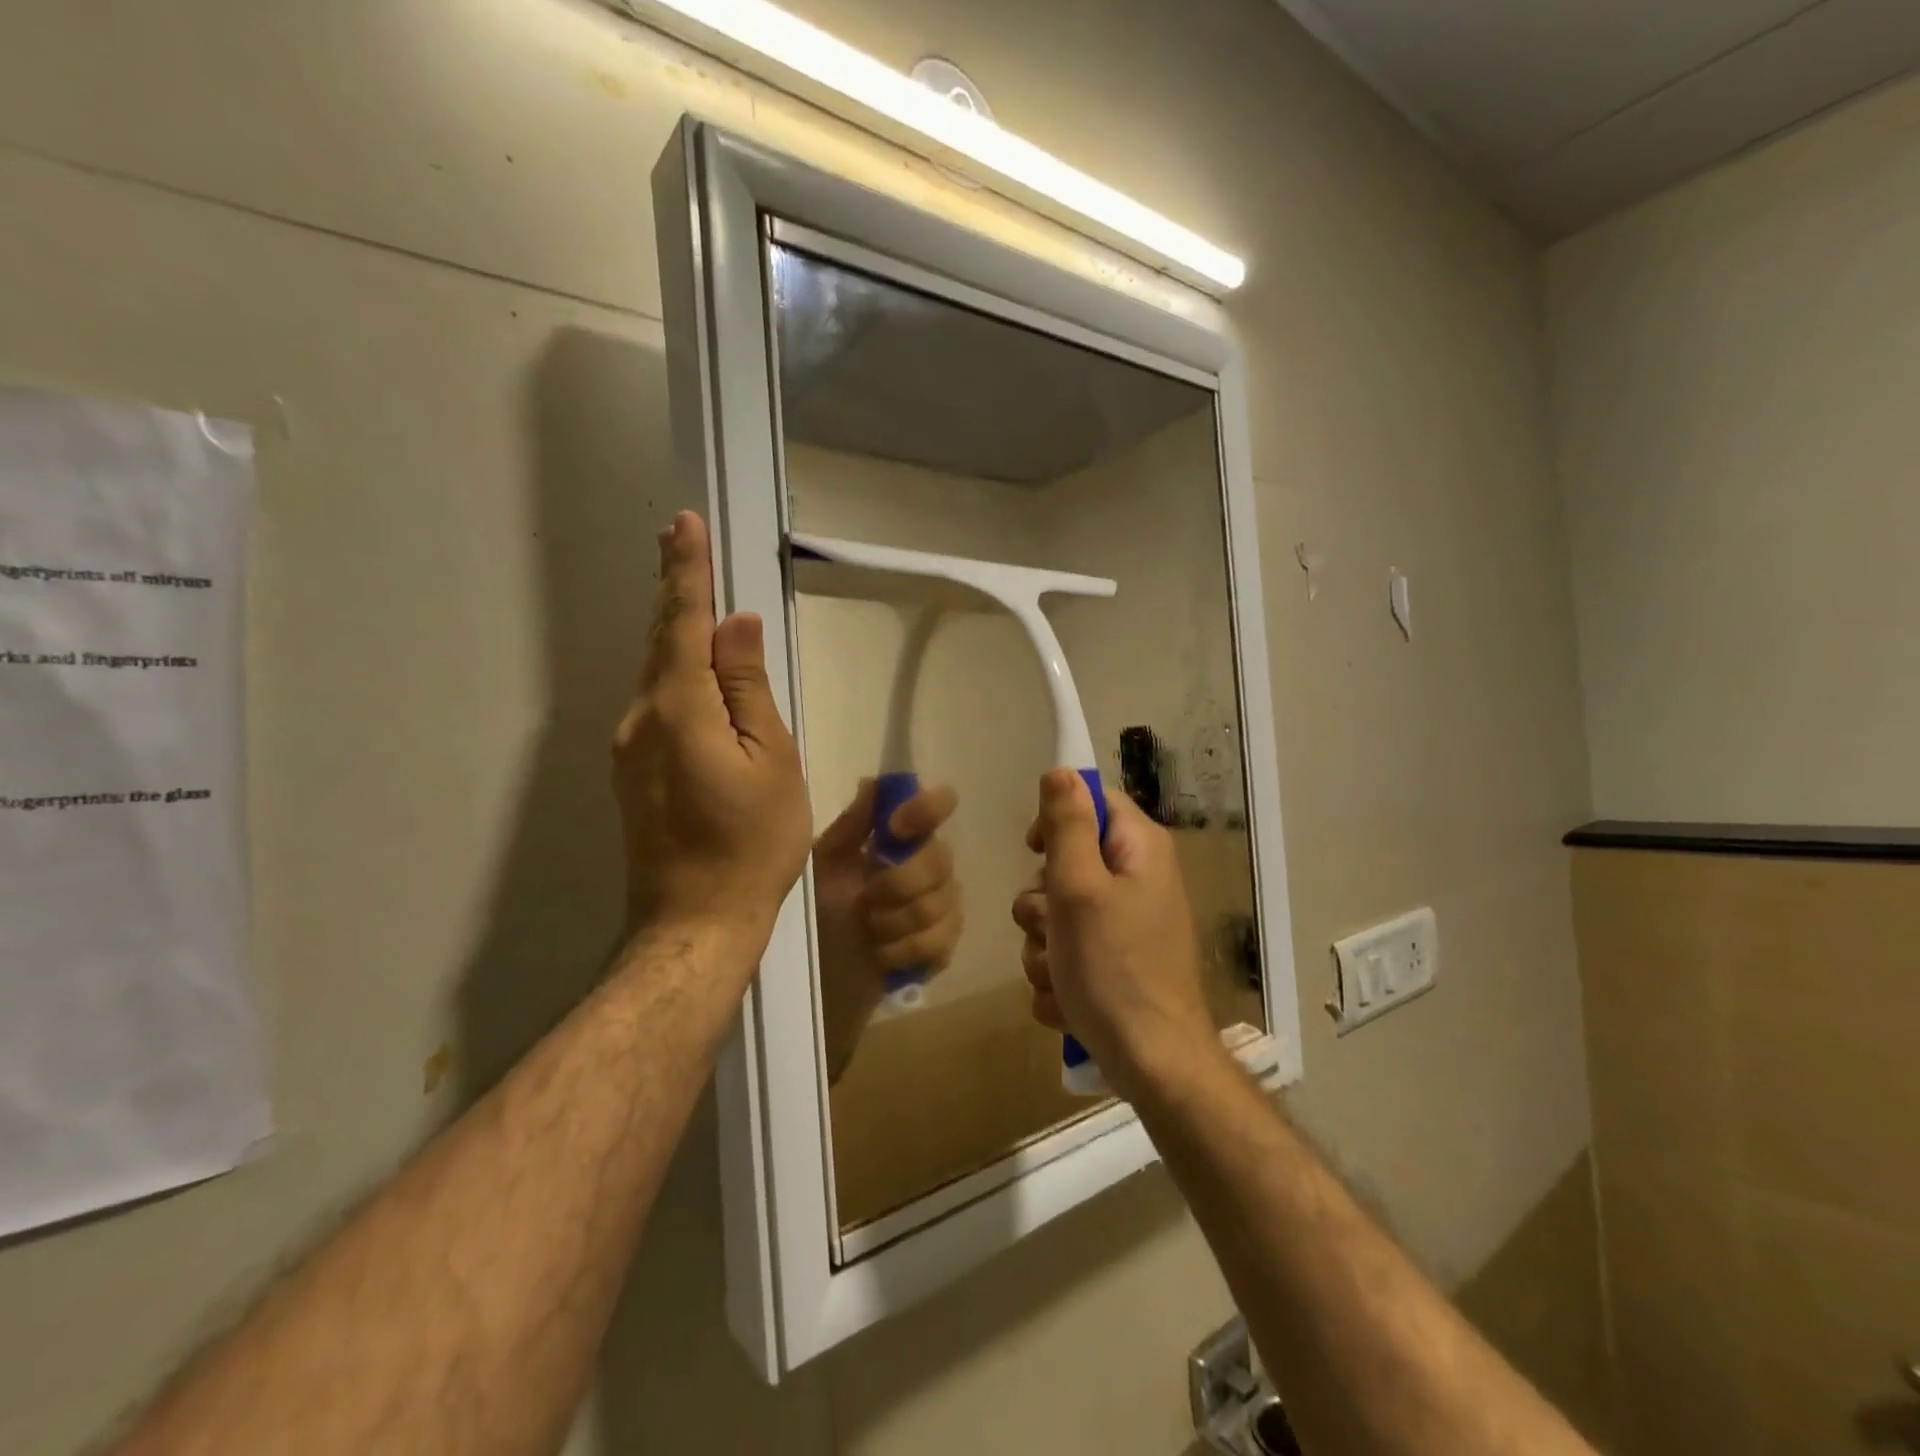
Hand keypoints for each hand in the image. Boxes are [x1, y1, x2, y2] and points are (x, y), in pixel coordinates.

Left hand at [613, 512, 811, 952]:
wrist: (697, 919)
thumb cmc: (752, 842)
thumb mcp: (772, 760)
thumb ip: (749, 688)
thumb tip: (736, 627)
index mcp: (680, 709)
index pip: (683, 622)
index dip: (686, 572)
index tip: (683, 525)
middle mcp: (641, 718)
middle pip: (661, 641)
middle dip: (674, 590)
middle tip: (681, 540)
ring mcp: (629, 747)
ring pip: (657, 674)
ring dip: (675, 632)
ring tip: (693, 596)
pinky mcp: (631, 771)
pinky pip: (656, 704)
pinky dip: (674, 673)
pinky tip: (692, 670)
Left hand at [814, 780, 961, 1080]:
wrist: (820, 973)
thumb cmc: (820, 910)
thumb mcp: (824, 865)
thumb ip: (852, 827)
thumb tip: (873, 782)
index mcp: (902, 839)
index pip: (937, 806)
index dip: (926, 809)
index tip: (895, 828)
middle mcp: (930, 865)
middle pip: (940, 859)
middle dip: (898, 883)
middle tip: (866, 900)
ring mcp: (943, 906)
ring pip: (940, 903)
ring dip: (895, 921)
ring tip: (869, 929)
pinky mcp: (944, 945)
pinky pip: (940, 940)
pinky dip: (904, 949)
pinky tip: (882, 954)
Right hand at [1013, 768, 1216, 1098]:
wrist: (1153, 1063)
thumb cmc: (1114, 967)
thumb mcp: (1080, 888)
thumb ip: (1067, 825)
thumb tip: (1060, 769)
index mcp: (1138, 849)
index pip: (1090, 801)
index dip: (1056, 821)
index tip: (1036, 853)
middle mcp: (1137, 879)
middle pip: (1066, 862)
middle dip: (1043, 902)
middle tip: (1052, 928)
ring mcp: (1126, 924)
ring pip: (1057, 915)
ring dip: (1044, 947)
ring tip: (1061, 975)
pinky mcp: (1115, 962)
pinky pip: (1067, 953)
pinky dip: (1060, 976)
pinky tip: (1069, 1001)